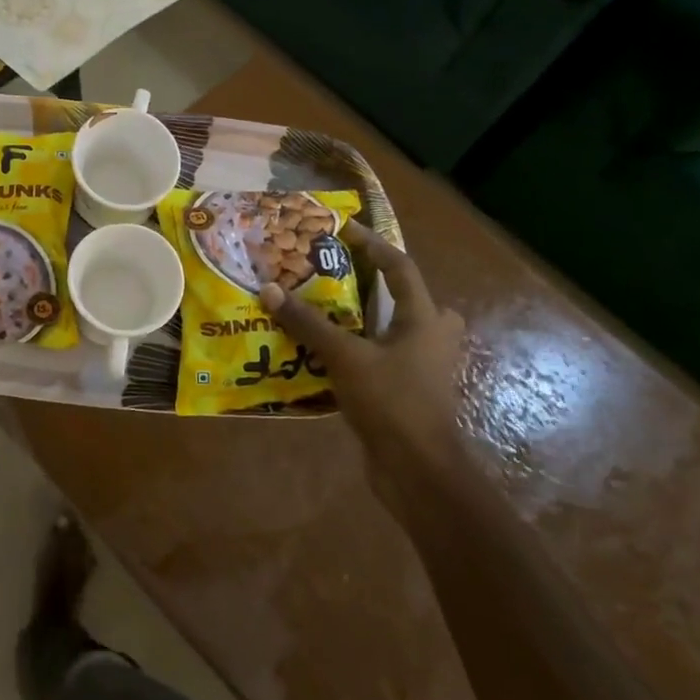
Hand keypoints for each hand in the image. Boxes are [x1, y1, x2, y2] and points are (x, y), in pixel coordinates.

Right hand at [258, 224, 465, 489]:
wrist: (418, 470)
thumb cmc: (392, 402)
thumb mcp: (346, 357)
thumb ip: (309, 323)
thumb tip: (269, 290)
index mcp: (425, 318)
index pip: (399, 266)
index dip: (371, 244)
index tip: (340, 229)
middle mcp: (429, 335)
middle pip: (399, 296)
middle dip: (366, 283)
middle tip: (329, 274)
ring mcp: (420, 365)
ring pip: (387, 328)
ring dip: (356, 318)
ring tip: (318, 309)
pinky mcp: (406, 389)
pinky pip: (378, 355)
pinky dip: (354, 347)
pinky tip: (320, 351)